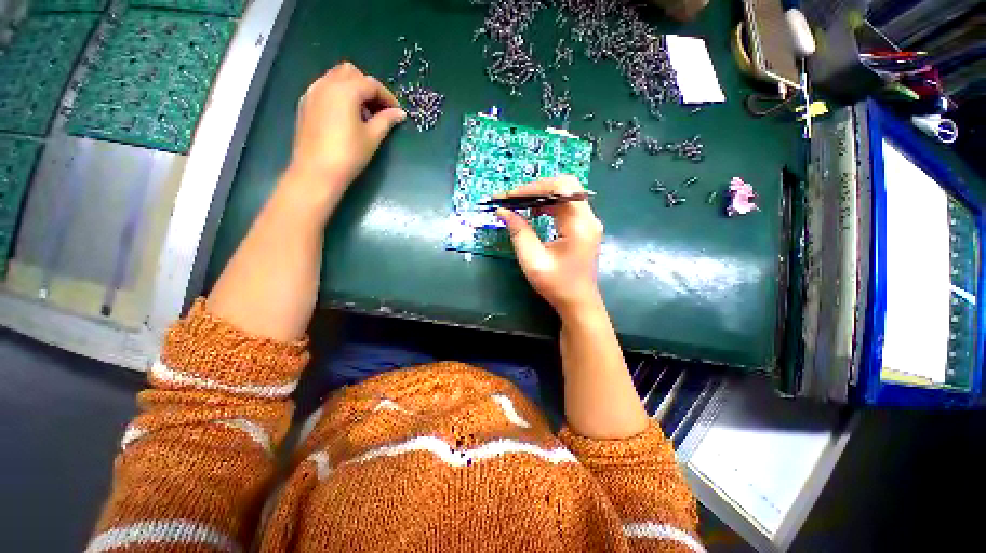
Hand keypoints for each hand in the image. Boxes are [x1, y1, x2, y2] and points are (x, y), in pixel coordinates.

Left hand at [288, 62, 405, 188]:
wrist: (317, 171)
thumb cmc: (349, 154)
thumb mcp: (372, 137)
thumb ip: (386, 120)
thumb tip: (399, 113)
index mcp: (345, 90)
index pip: (371, 84)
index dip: (387, 96)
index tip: (396, 111)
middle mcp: (326, 84)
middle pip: (351, 73)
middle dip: (367, 87)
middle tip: (378, 109)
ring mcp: (312, 92)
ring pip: (335, 78)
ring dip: (352, 89)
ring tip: (363, 114)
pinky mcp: (305, 104)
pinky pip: (324, 88)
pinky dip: (338, 95)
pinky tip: (346, 117)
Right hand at [496, 176, 604, 317]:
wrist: (578, 303)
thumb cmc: (556, 285)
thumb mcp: (533, 260)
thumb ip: (519, 232)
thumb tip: (503, 211)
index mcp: (579, 225)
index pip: (561, 188)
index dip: (533, 188)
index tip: (510, 196)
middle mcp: (589, 218)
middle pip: (565, 186)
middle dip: (537, 188)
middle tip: (514, 199)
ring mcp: (589, 222)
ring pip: (566, 193)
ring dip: (542, 195)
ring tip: (521, 205)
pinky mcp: (584, 227)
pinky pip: (567, 205)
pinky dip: (549, 204)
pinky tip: (535, 213)